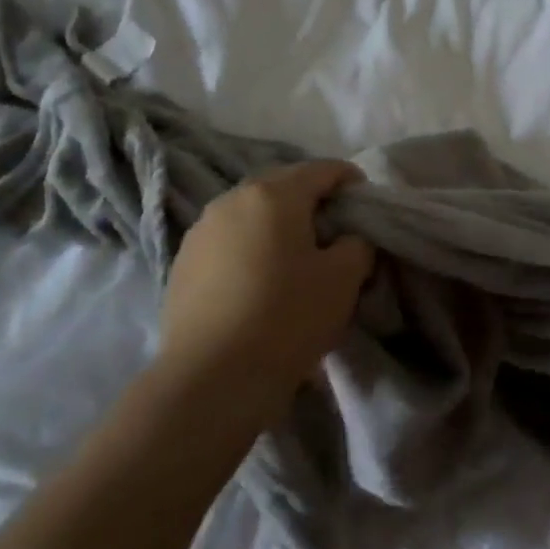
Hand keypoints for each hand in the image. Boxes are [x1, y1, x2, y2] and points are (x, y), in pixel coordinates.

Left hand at [158, 160, 375, 396]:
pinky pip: (229, 242)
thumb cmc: (287, 317)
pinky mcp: (182, 263)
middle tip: (335, 232)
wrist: (211, 378)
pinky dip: (251, 249)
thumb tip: (348, 239)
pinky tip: (260, 282)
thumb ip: (357, 245)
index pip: (322, 170)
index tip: (366, 202)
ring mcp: (201, 231)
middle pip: (283, 187)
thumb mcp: (344, 279)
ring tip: (296, 258)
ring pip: (252, 215)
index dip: (350, 180)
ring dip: (278, 227)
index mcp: (274, 194)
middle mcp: (231, 200)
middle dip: (312, 202)